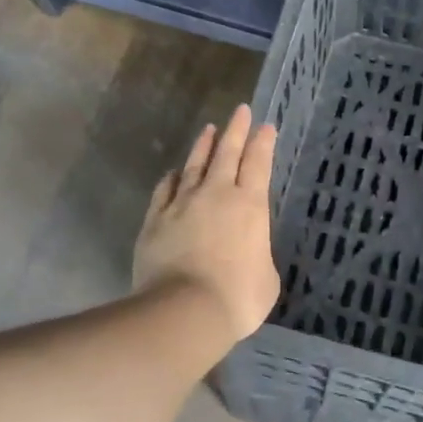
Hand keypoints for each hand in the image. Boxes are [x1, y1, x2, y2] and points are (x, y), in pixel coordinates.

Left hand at [132, 104, 280, 347]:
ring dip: (203, 146)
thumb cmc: (238, 297)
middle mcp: (217, 195)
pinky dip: (172, 179)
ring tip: (209, 130)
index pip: (259, 164)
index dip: (263, 143)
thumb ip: (259, 255)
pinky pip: (165, 190)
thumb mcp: (267, 278)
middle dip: (236, 130)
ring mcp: (182, 204)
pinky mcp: (155, 220)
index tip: (266, 126)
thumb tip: (248, 252)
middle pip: (227, 153)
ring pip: (195, 165)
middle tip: (240, 111)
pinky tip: (173, 173)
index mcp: (250, 205)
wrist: (184, 310)